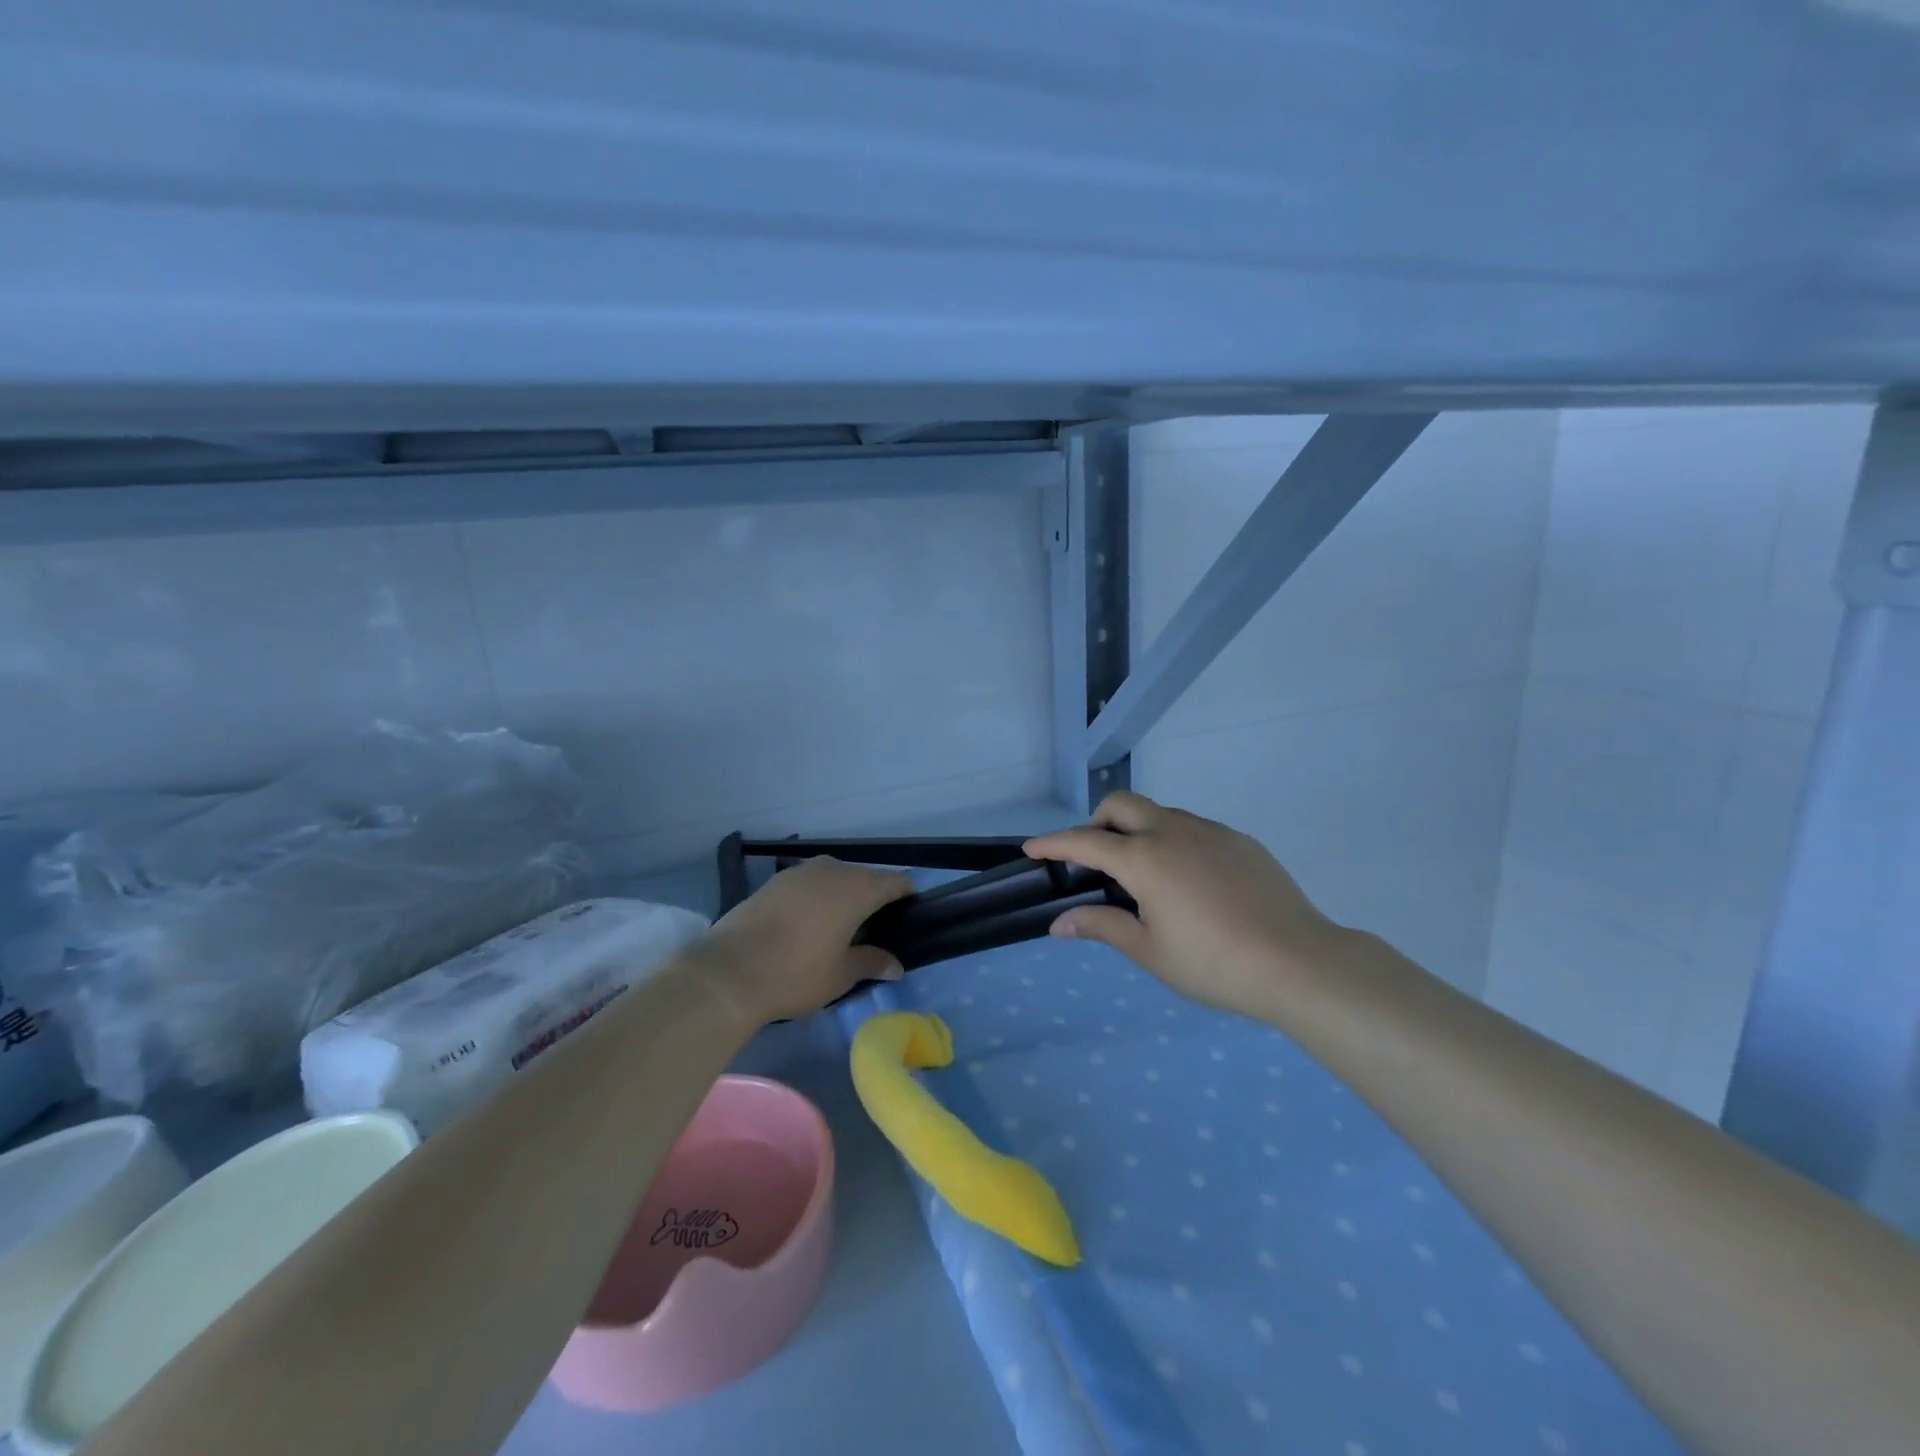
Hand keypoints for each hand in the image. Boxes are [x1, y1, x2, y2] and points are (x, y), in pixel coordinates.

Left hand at [700, 857, 913, 1024]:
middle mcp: (832, 870)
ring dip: (841, 896)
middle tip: (872, 932)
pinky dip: (815, 898)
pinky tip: (806, 925)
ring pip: (834, 878)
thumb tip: (895, 965)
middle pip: (865, 877)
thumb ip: (871, 963)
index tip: (907, 919)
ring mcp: (799, 872)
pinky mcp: (773, 881)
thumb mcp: (841, 975)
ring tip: (838, 928)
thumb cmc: (795, 974)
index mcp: (857, 888)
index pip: (896, 881)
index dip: (906, 898)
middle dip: (873, 899)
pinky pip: (808, 884)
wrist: (727, 972)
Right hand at [1024, 792, 1349, 1018]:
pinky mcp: (1240, 840)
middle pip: (1121, 804)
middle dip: (1097, 821)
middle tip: (1094, 858)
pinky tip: (1189, 880)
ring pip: (1160, 812)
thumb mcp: (1149, 951)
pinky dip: (1173, 839)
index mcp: (1144, 859)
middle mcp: (1173, 831)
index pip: (1085, 840)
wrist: (1299, 962)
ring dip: (1137, 829)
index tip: (1032, 848)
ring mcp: (1210, 831)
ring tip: (1144, 873)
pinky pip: (1193, 827)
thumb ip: (1102, 927)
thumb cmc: (1213, 963)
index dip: (1054, 843)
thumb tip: (1060, 923)